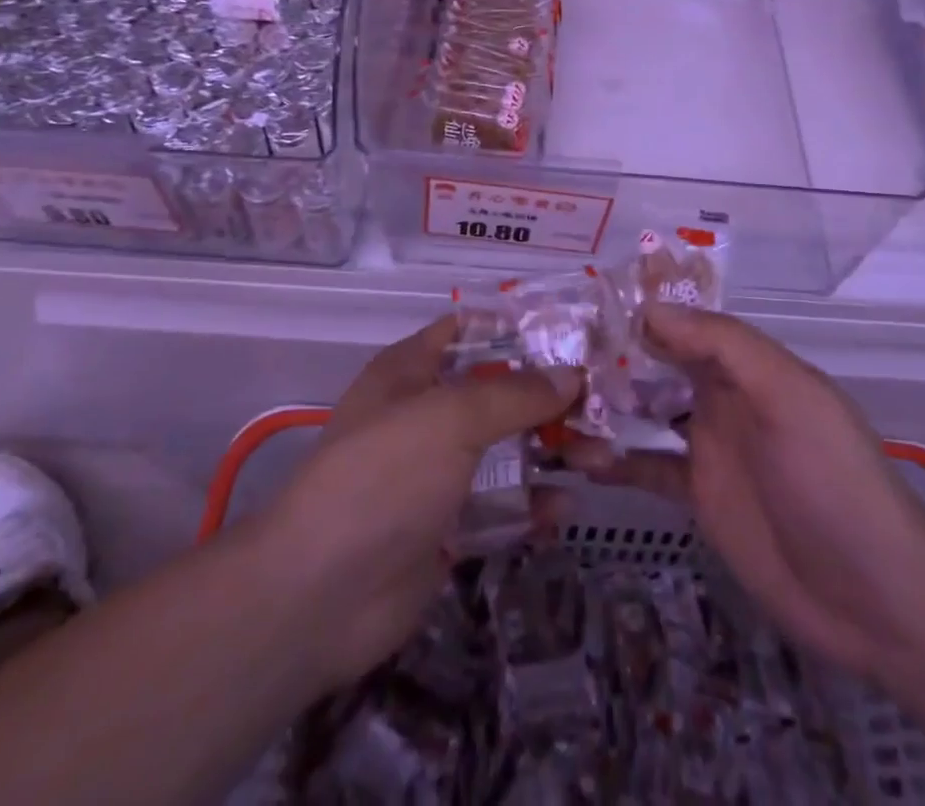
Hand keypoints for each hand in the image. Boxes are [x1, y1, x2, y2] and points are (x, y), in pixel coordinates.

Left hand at [263, 316, 579, 690]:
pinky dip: (531, 505)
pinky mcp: (446, 529)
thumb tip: (571, 375)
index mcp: (410, 371)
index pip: (467, 331)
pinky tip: (565, 509)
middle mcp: (423, 416)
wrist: (320, 596)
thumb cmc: (384, 476)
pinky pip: (499, 507)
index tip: (573, 334)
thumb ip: (515, 393)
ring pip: (504, 450)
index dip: (517, 328)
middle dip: (549, 398)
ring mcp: (434, 475)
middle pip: (496, 393)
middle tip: (603, 403)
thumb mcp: (451, 417)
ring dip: (549, 451)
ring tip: (601, 457)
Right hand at [565, 304, 924, 674]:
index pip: (683, 321)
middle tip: (550, 352)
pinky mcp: (699, 496)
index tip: (582, 302)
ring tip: (552, 402)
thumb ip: (724, 347)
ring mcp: (707, 446)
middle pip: (656, 362)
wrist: (875, 596)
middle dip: (609, 353)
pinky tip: (577, 459)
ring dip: (604, 404)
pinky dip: (615, 461)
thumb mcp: (787, 396)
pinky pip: (647, 468)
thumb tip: (651, 309)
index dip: (638, 307)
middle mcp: (721, 396)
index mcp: (744, 365)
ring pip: (644, 411)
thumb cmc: (832, 479)